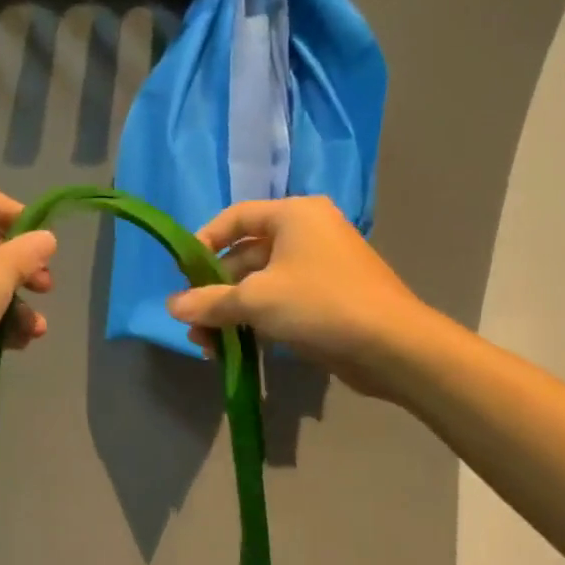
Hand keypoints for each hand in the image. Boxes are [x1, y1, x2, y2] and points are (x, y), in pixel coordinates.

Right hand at [166, 197, 443, 398]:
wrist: (393, 347)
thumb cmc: (319, 305)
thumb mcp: (255, 301)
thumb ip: (209, 301)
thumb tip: (171, 306)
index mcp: (293, 215)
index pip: (234, 218)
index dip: (203, 243)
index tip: (183, 274)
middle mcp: (307, 233)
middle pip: (244, 256)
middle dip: (214, 292)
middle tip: (193, 322)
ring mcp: (320, 267)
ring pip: (260, 284)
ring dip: (231, 312)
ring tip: (209, 345)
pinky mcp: (328, 298)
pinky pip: (280, 302)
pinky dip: (256, 321)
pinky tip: (236, 348)